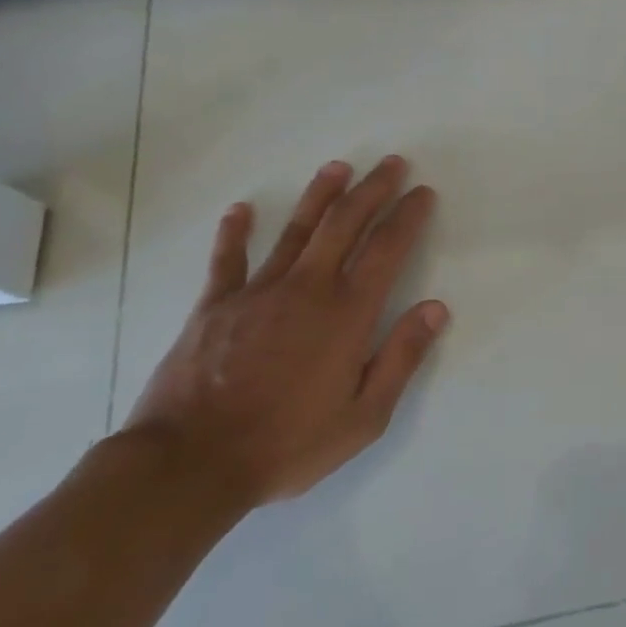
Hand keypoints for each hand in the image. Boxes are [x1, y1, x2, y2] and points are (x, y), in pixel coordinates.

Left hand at [122, 155, 448, 508]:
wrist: (190, 463)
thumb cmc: (287, 443)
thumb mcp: (364, 416)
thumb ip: (402, 357)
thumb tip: (435, 308)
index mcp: (347, 313)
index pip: (387, 249)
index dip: (408, 216)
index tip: (422, 192)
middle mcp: (307, 289)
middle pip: (345, 224)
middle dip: (372, 189)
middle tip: (391, 162)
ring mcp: (257, 292)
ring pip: (295, 230)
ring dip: (319, 195)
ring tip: (338, 167)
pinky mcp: (214, 306)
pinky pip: (228, 260)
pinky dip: (234, 232)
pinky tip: (240, 210)